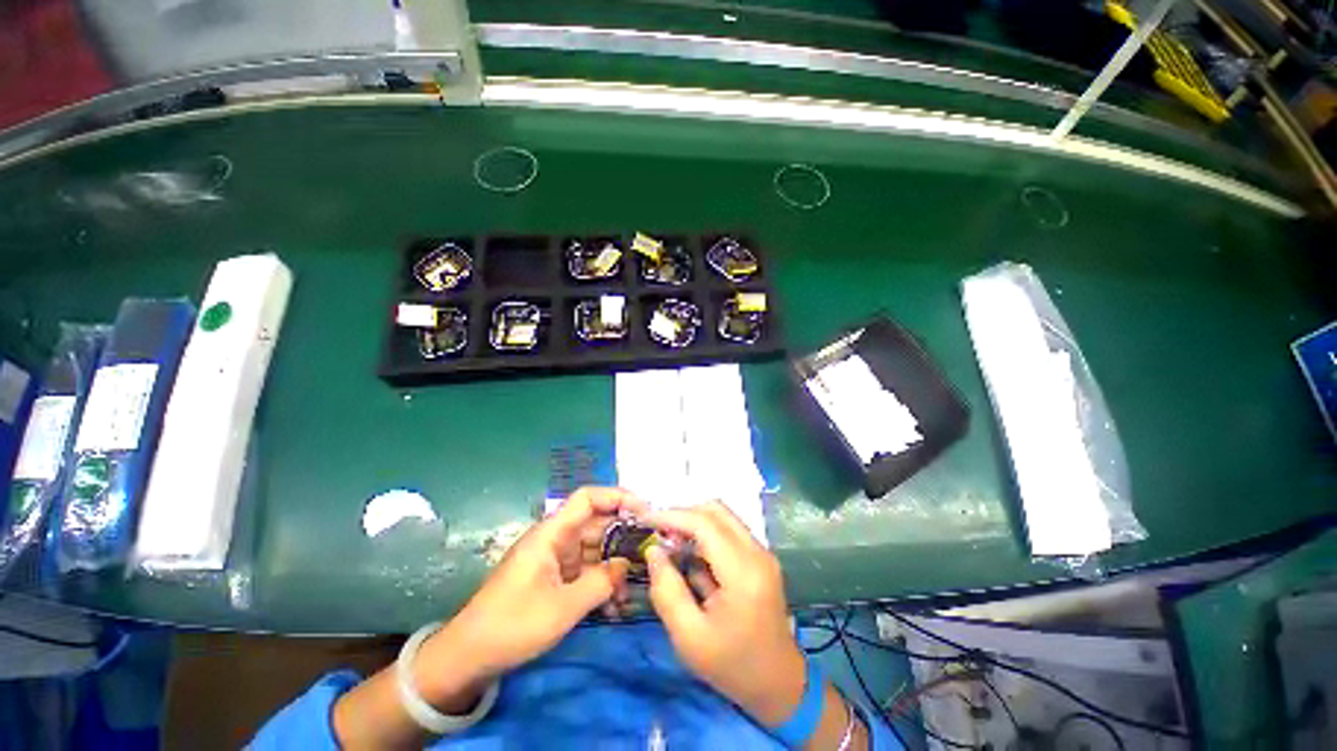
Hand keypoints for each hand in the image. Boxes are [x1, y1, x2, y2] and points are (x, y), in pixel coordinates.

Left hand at [413, 487, 642, 707]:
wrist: (468, 657)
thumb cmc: (513, 625)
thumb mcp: (563, 608)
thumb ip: (601, 582)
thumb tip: (626, 565)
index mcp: (552, 533)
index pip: (588, 498)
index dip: (617, 497)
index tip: (644, 511)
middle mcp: (555, 539)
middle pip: (596, 524)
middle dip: (622, 539)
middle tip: (648, 557)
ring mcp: (554, 558)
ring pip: (593, 550)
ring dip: (613, 567)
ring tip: (630, 591)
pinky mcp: (553, 577)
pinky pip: (584, 570)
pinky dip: (599, 582)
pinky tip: (613, 605)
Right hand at [643, 501, 806, 726]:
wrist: (779, 685)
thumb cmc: (733, 666)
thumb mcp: (689, 637)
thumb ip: (667, 590)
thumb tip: (653, 551)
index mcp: (743, 572)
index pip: (705, 523)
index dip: (672, 516)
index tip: (645, 520)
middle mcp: (757, 553)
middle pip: (716, 510)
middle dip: (683, 514)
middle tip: (658, 532)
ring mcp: (762, 553)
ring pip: (723, 517)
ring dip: (695, 522)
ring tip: (671, 544)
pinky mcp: (761, 558)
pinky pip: (729, 531)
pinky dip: (706, 534)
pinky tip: (691, 557)